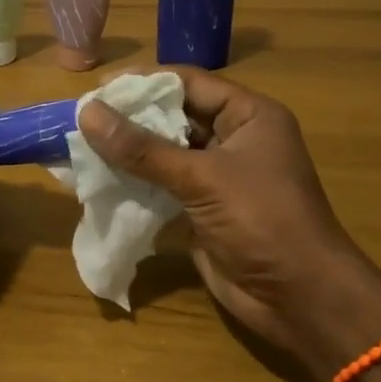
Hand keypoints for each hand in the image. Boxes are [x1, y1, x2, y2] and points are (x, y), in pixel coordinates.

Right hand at [78, 68, 380, 381]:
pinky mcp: (202, 209)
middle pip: (174, 116)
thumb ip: (143, 148)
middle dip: (130, 117)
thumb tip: (88, 113)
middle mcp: (234, 139)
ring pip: (165, 152)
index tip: (97, 87)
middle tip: (81, 117)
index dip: (144, 82)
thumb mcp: (202, 178)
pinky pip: (162, 186)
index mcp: (249, 115)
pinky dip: (134, 182)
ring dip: (128, 152)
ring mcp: (218, 176)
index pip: (189, 83)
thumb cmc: (262, 222)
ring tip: (81, 146)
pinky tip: (99, 180)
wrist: (300, 299)